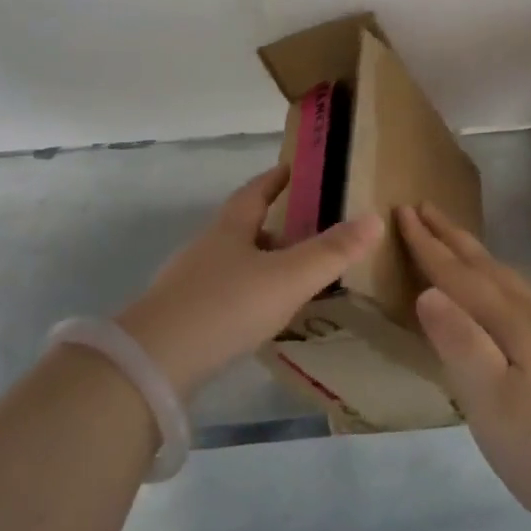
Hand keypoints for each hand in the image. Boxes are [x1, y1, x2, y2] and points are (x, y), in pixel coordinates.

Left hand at [117, 167, 382, 397]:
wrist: (155, 361)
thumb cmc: (226, 306)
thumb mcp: (287, 278)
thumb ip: (331, 252)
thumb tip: (374, 218)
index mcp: (230, 228)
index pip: (255, 191)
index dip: (276, 179)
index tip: (293, 169)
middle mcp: (207, 247)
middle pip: (243, 226)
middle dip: (273, 225)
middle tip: (307, 230)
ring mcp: (190, 281)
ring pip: (233, 262)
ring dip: (260, 262)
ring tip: (291, 277)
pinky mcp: (182, 316)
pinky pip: (223, 293)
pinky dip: (246, 294)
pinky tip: (258, 316)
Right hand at [402, 203, 530, 530]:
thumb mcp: (491, 401)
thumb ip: (459, 343)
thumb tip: (426, 291)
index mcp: (508, 322)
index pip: (458, 274)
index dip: (427, 244)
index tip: (402, 211)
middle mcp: (528, 316)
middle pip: (482, 265)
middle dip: (449, 236)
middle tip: (422, 207)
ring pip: (502, 276)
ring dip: (472, 252)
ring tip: (454, 238)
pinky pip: (513, 293)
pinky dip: (494, 276)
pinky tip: (497, 291)